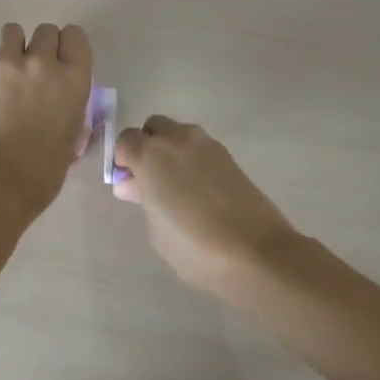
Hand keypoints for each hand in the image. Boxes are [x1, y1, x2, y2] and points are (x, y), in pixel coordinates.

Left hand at [0, 23, 93, 218]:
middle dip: (41, 46)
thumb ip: (70, 105)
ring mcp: (6, 64)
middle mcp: (42, 63)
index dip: (67, 46)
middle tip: (33, 71)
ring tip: (7, 75)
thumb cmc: (43, 171)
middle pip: (46, 30)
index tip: (61, 60)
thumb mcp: (72, 134)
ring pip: (12, 32)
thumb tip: (62, 99)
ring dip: (13, 49)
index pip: (75, 36)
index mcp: (73, 80)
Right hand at [112, 116, 297, 292]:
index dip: (123, 160)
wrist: (256, 252)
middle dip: (147, 146)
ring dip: (171, 150)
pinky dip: (193, 160)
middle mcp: (176, 139)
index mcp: (150, 153)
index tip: (128, 183)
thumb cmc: (194, 246)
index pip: (125, 140)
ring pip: (179, 134)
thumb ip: (142, 199)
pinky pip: (200, 148)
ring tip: (178, 186)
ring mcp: (206, 144)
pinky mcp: (229, 156)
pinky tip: (200, 190)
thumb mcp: (156, 229)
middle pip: (153, 128)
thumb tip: (134, 184)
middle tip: (151, 180)